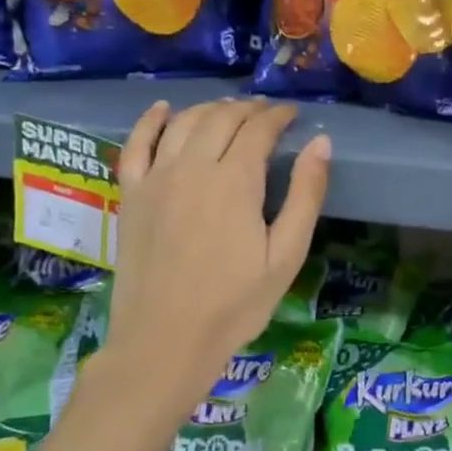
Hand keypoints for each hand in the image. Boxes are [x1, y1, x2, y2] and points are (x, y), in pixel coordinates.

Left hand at [100, 99, 329, 409]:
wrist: (165, 341)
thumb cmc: (235, 304)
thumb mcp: (286, 255)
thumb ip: (305, 195)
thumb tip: (320, 143)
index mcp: (235, 182)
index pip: (259, 129)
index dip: (278, 116)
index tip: (293, 114)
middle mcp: (193, 168)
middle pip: (221, 119)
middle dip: (248, 109)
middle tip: (266, 113)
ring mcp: (156, 179)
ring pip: (183, 123)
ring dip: (209, 109)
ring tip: (228, 111)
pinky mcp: (131, 195)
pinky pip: (135, 144)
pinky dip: (150, 121)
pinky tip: (162, 109)